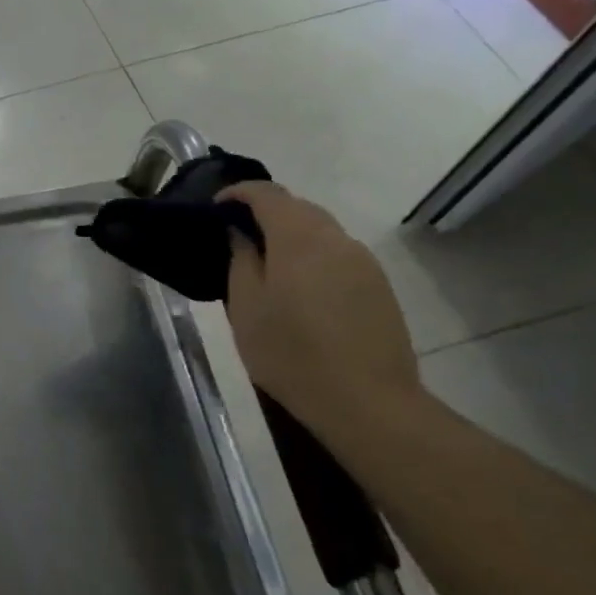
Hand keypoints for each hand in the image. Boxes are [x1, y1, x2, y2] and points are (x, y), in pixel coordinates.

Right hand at [216, 182, 424, 437]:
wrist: (367, 402)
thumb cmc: (291, 353)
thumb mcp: (245, 307)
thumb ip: (241, 260)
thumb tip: (240, 233)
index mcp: (299, 238)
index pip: (268, 193)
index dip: (239, 192)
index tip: (217, 207)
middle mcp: (336, 239)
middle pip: (298, 206)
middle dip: (266, 211)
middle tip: (237, 235)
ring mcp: (363, 262)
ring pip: (321, 230)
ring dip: (291, 233)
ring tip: (266, 262)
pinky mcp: (378, 285)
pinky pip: (338, 254)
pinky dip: (312, 254)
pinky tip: (299, 287)